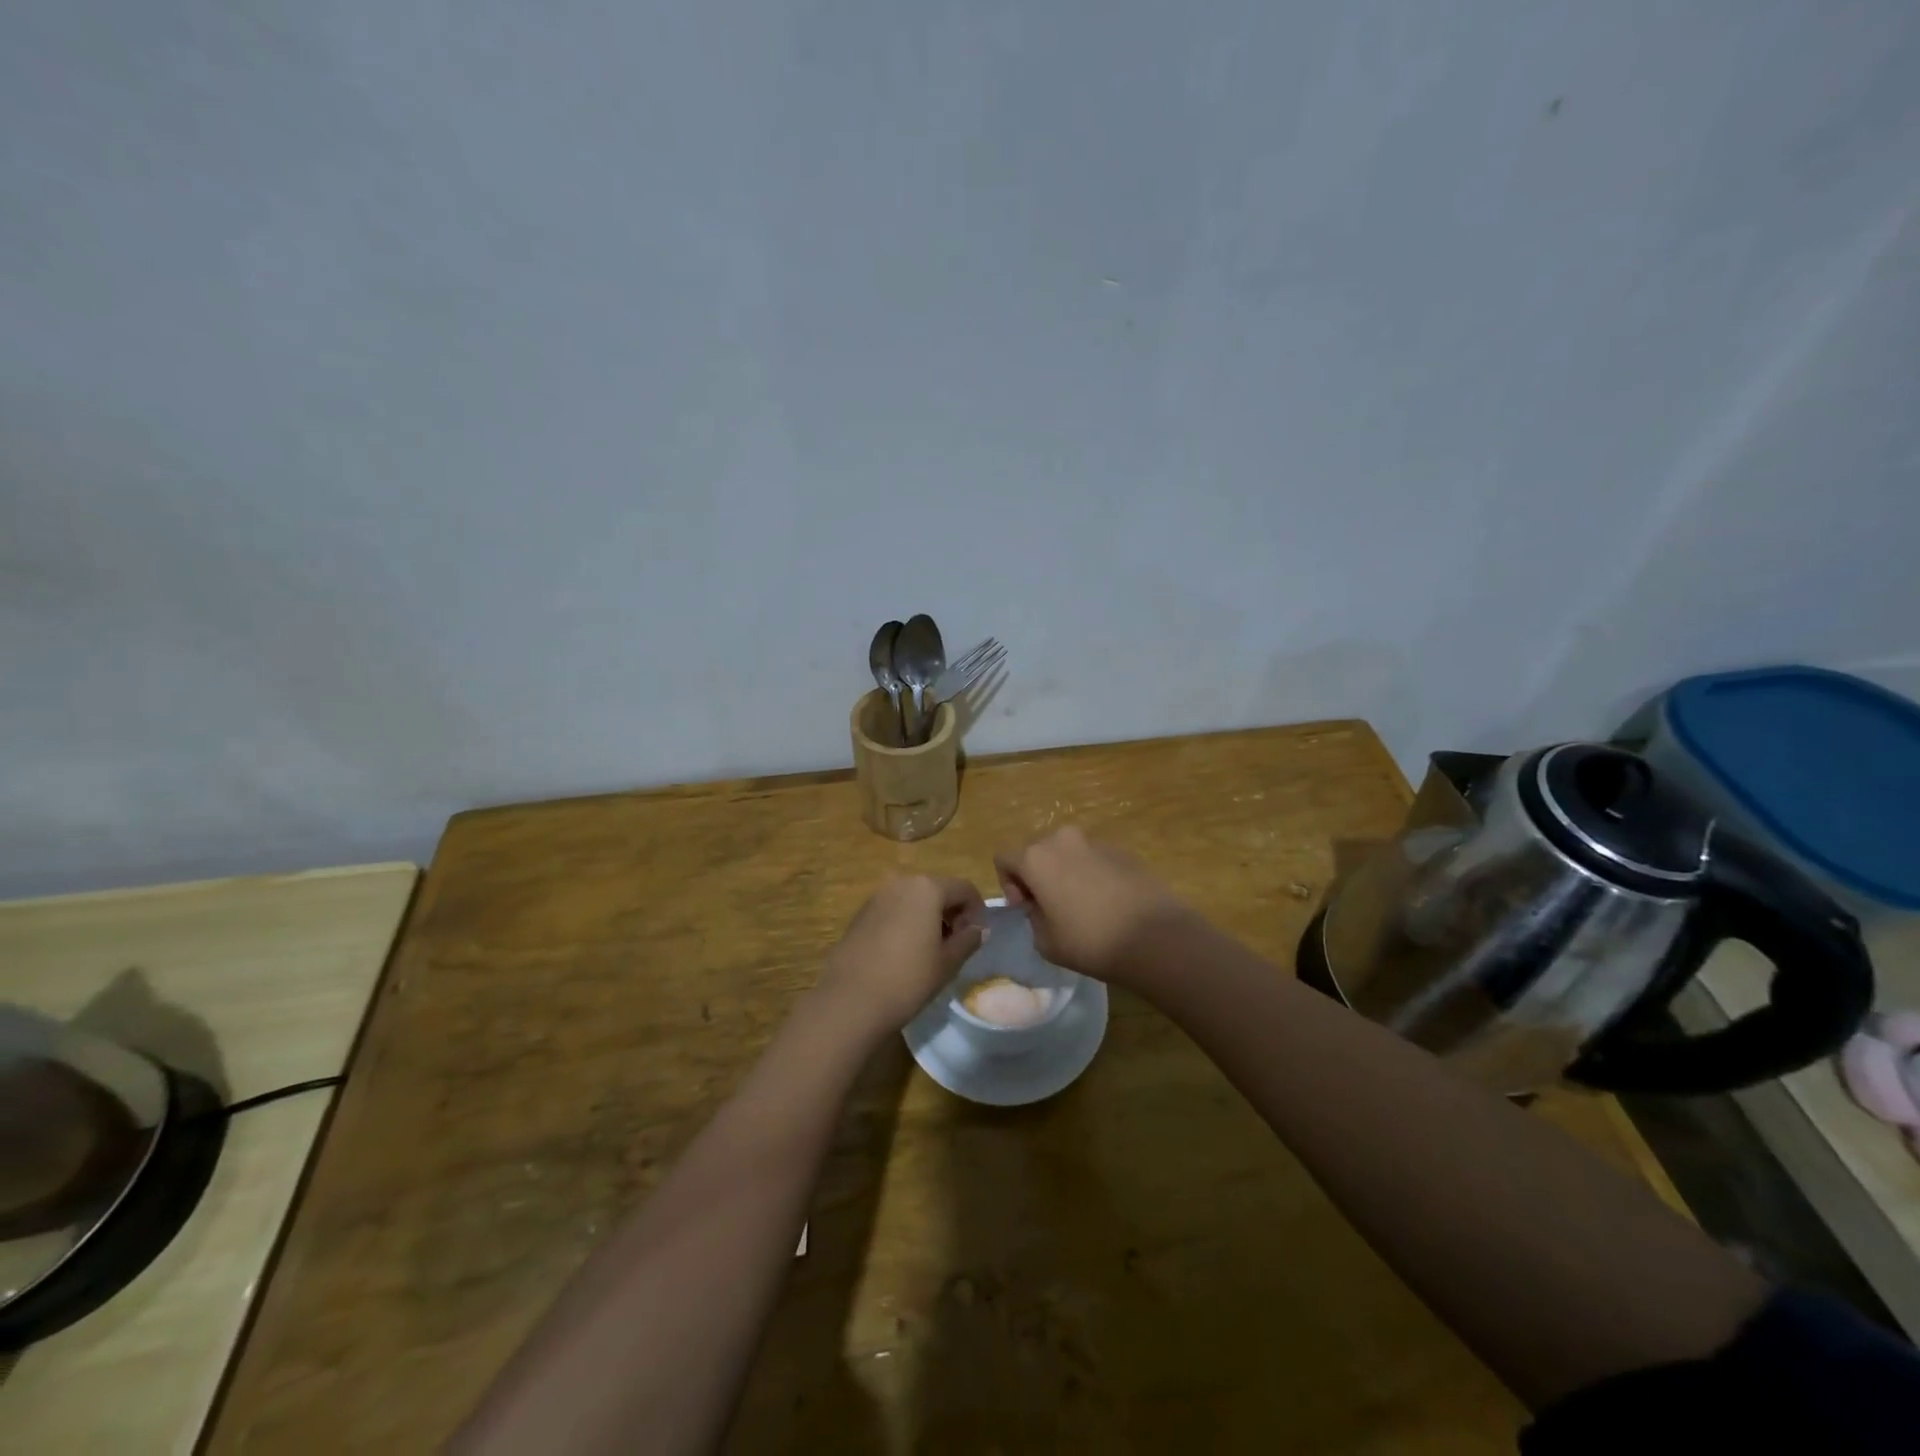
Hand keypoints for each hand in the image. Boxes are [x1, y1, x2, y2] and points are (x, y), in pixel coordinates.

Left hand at [816, 874, 987, 1038]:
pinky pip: (893, 909)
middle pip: (937, 889)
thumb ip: (968, 940)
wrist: (850, 1001)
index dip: (977, 910)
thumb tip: (978, 929)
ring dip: (929, 917)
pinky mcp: (860, 914)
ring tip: (932, 950)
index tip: (978, 937)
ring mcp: (877, 896)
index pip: (964, 889)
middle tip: (957, 943)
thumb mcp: (947, 962)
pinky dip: (906, 922)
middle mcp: (901, 882)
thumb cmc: (908, 979)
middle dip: (952, 912)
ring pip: (913, 899)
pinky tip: (905, 952)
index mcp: (927, 888)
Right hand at [994, 827, 1185, 981]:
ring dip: (1066, 872)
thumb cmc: (1091, 941)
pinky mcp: (1123, 851)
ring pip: (1067, 852)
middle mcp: (1063, 840)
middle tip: (1050, 906)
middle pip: (1036, 850)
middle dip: (1037, 874)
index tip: (1026, 908)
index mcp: (1036, 858)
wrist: (1156, 937)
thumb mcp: (1046, 942)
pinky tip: (1108, 904)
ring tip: (1082, 906)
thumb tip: (1042, 906)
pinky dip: (1092, 874)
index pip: (1004, 858)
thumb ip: (1034, 917)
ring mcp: (1096, 842)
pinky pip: (1094, 858)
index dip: (1008, 883)